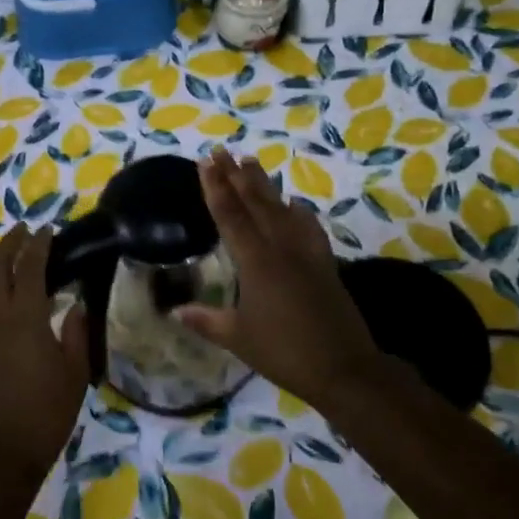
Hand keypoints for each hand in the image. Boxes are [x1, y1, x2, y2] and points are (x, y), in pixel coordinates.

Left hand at [0, 225, 90, 486]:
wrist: (1, 453)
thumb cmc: (46, 413)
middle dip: (9, 244)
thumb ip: (75, 332)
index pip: (30, 267)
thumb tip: (75, 304)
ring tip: (7, 251)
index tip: (48, 229)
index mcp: (24, 318)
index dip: (39, 244)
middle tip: (24, 230)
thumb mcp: (75, 373)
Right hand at [174, 150, 388, 411]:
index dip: (216, 188)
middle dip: (236, 175)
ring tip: (251, 162)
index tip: (205, 162)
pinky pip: (309, 226)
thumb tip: (174, 311)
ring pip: (281, 208)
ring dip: (264, 184)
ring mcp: (306, 253)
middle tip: (222, 151)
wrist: (344, 367)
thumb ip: (206, 320)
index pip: (230, 216)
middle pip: (256, 203)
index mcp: (256, 261)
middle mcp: (281, 247)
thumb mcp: (238, 338)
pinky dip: (299, 211)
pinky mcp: (324, 263)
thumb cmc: (284, 352)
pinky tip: (295, 202)